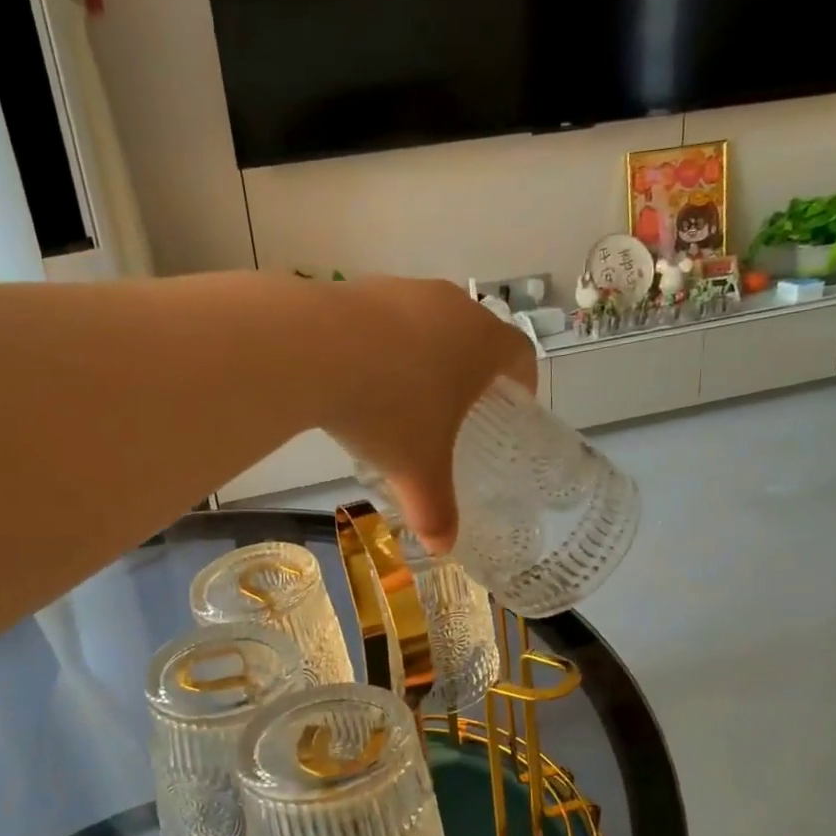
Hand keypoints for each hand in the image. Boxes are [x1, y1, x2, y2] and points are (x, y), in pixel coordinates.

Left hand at [318, 276, 535, 553]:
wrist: (313, 351)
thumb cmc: (390, 409)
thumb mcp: (418, 469)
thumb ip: (436, 510)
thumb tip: (442, 546)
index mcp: (482, 342)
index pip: (520, 354)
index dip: (522, 381)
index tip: (511, 406)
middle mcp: (450, 306)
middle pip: (474, 335)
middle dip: (470, 372)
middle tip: (456, 411)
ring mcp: (403, 291)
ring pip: (426, 323)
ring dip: (422, 356)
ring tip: (402, 397)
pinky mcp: (359, 289)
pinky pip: (383, 320)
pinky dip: (380, 347)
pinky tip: (357, 378)